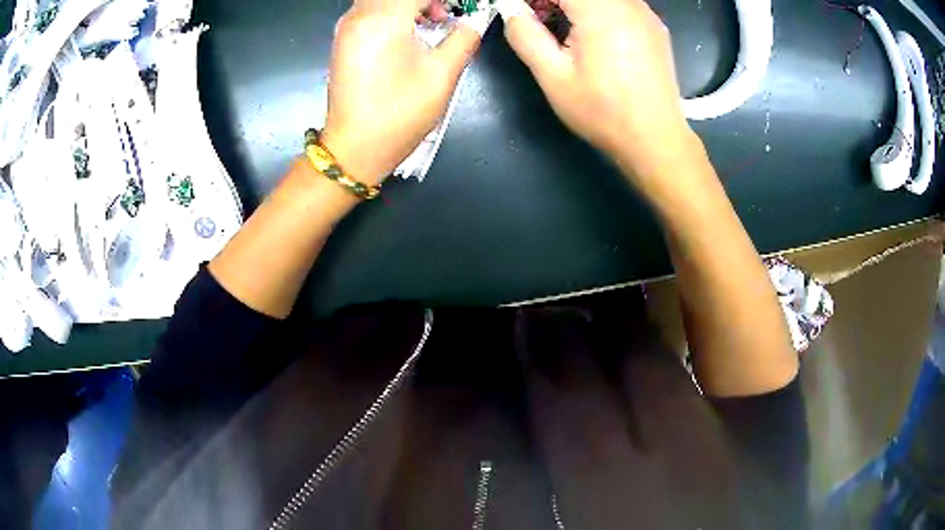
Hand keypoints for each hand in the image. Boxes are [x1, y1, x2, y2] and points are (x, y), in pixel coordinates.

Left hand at [320, 0, 482, 184]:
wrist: (354, 148)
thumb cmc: (399, 114)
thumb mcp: (442, 75)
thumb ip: (464, 37)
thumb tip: (474, 19)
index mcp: (382, 19)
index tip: (465, 8)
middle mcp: (358, 15)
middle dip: (427, 0)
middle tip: (449, 13)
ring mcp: (347, 27)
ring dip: (411, 3)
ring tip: (435, 20)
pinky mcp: (344, 39)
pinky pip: (371, 9)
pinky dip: (394, 10)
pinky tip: (412, 29)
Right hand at [501, 0, 696, 185]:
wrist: (656, 140)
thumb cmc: (603, 112)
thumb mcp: (554, 77)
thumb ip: (526, 35)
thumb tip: (511, 9)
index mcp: (601, 11)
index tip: (522, 11)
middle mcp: (628, 4)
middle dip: (551, 0)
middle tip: (536, 19)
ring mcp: (645, 13)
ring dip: (573, 4)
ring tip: (560, 28)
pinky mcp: (654, 26)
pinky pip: (618, 3)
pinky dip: (596, 9)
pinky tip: (590, 35)